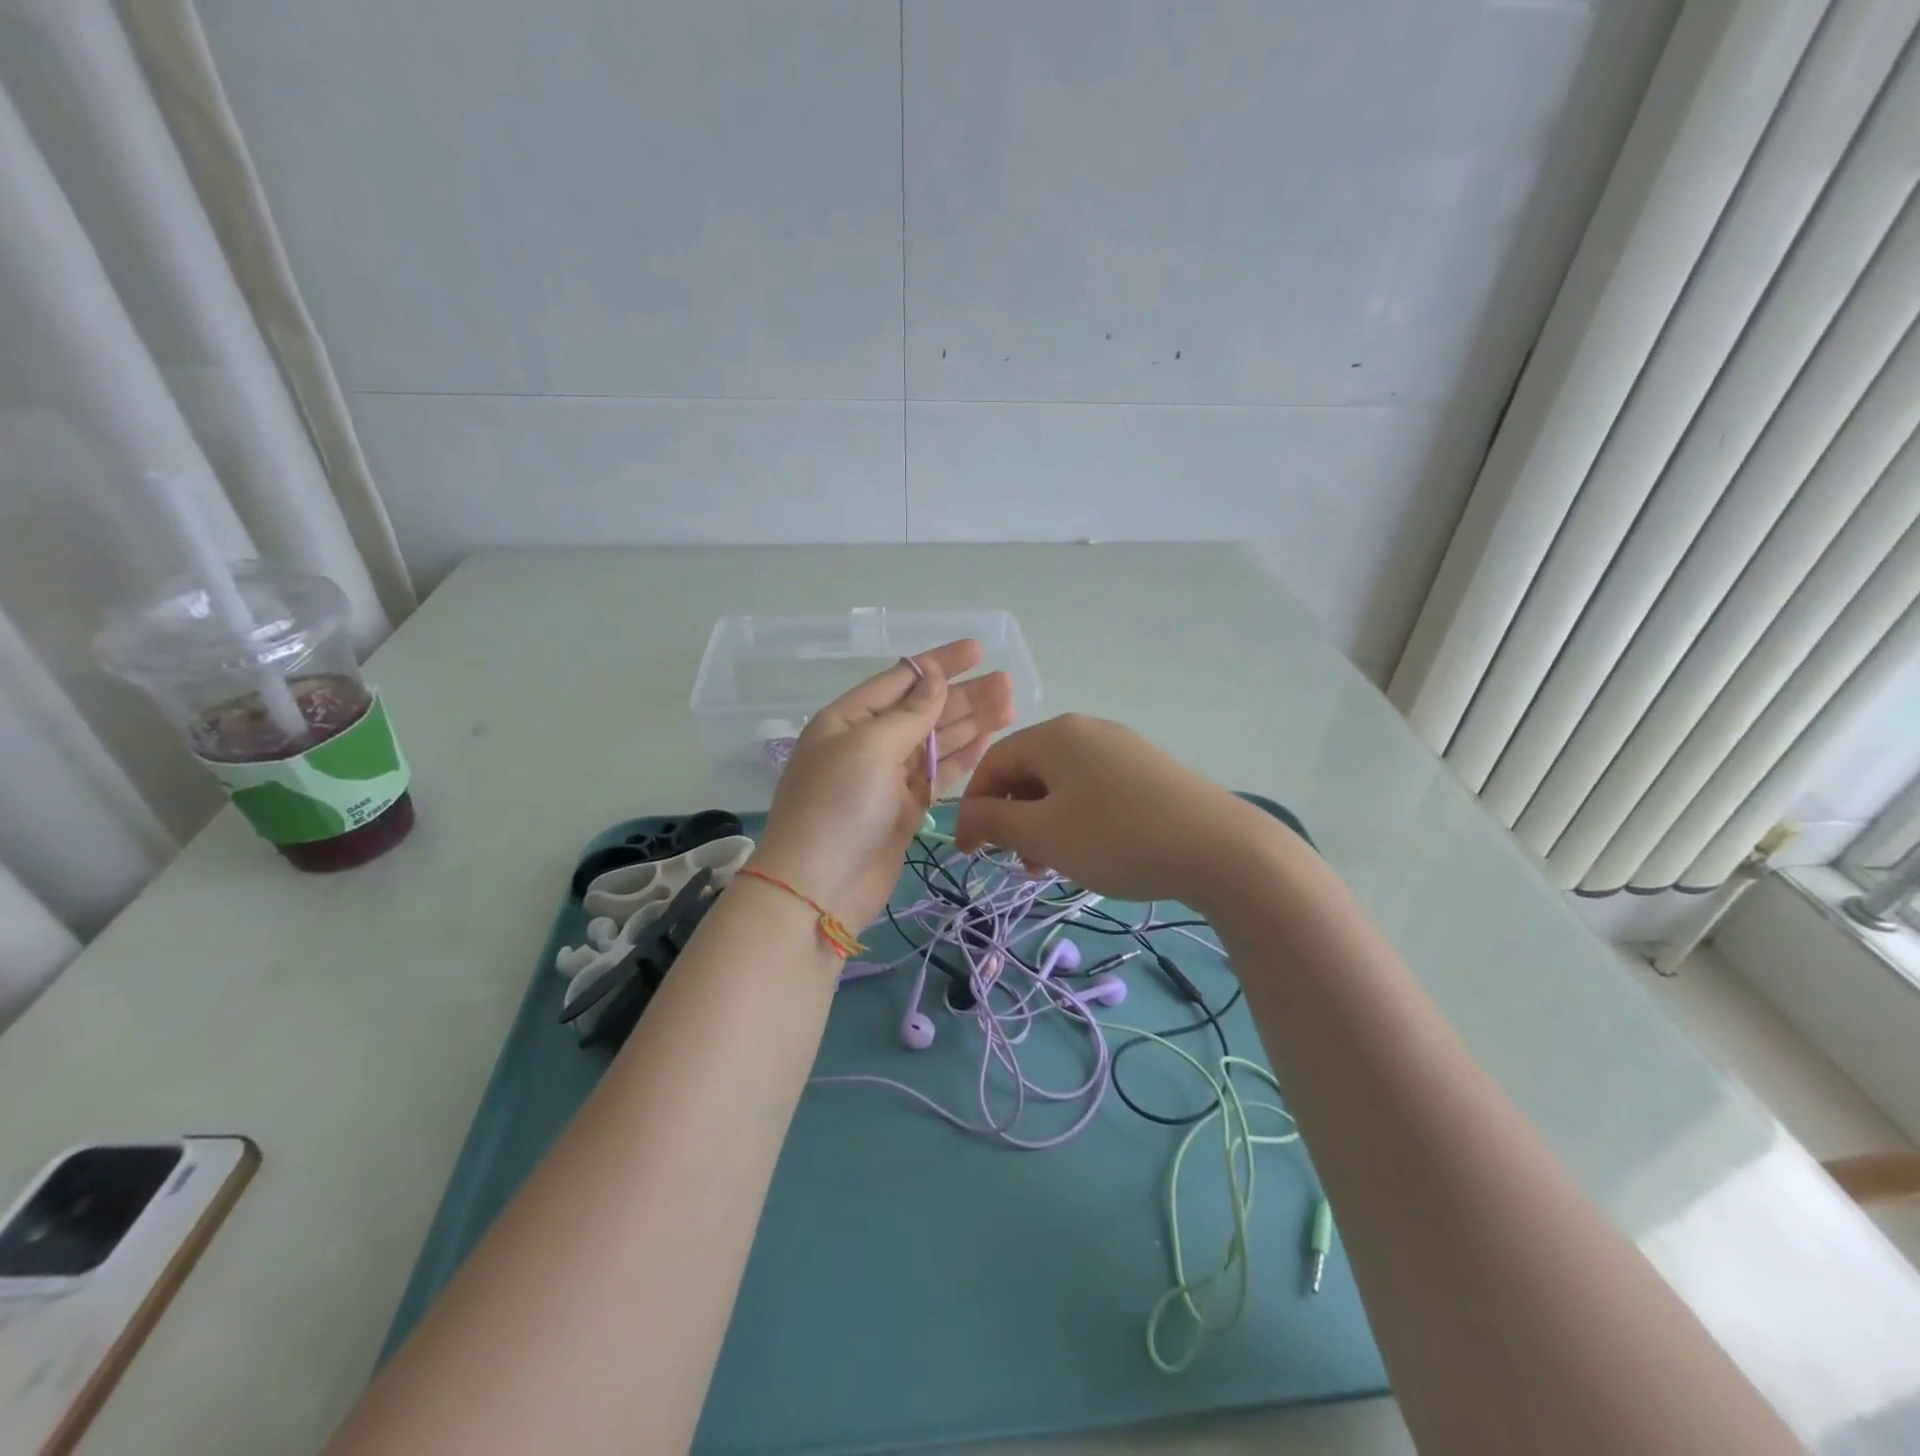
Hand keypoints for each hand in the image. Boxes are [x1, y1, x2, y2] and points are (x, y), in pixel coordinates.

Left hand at [751, 640, 1014, 932]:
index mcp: (848, 720)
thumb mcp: (869, 747)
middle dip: (964, 695)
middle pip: (923, 710)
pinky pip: (939, 774)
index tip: (977, 649)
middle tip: (1007, 683)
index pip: (900, 680)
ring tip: (1009, 704)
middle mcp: (868, 744)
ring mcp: (887, 778)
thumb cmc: (838, 806)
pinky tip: (989, 738)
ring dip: (971, 722)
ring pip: (936, 741)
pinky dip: (963, 756)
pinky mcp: (905, 809)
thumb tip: (932, 676)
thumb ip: (909, 713)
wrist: (819, 889)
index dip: (939, 663)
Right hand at [953, 714, 1277, 905]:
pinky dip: (1076, 818)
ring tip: (1054, 865)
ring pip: (1061, 784)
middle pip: (1028, 771)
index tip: (969, 853)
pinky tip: (1092, 851)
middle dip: (1013, 818)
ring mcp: (1122, 747)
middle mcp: (1087, 730)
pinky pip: (1094, 789)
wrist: (1221, 849)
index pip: (993, 762)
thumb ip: (995, 821)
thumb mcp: (1044, 834)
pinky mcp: (1148, 770)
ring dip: (1044, 823)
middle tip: (1020, 864)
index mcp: (1056, 734)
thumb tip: (967, 815)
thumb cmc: (1117, 838)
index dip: (974, 808)